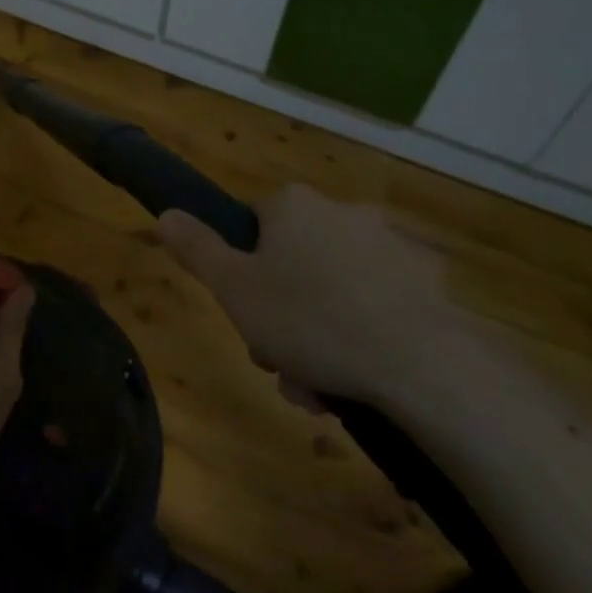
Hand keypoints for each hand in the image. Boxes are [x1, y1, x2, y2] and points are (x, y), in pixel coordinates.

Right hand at [158, 184, 473, 411]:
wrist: (418, 363)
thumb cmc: (310, 319)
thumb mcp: (234, 289)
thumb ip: (196, 249)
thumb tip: (166, 213)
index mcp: (294, 205)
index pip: (251, 225)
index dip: (241, 271)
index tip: (245, 313)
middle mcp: (342, 212)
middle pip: (291, 263)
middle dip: (279, 315)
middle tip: (278, 361)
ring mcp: (389, 245)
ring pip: (331, 290)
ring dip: (316, 336)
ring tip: (317, 387)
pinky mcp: (425, 282)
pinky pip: (375, 304)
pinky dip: (360, 336)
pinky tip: (356, 378)